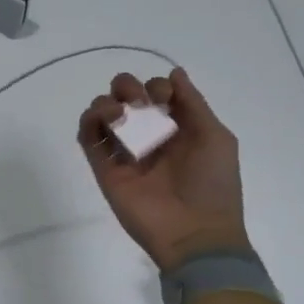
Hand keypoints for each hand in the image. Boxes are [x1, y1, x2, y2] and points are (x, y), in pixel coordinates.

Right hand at [78, 69, 248, 269]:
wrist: (193, 231)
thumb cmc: (212, 184)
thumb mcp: (216, 137)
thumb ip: (193, 103)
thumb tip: (174, 72)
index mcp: (177, 127)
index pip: (157, 93)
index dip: (157, 86)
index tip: (164, 98)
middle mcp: (148, 135)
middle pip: (125, 97)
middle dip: (128, 87)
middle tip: (140, 103)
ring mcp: (124, 151)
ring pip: (102, 112)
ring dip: (107, 102)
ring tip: (121, 115)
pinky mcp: (104, 168)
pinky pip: (88, 137)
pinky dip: (89, 121)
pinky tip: (106, 121)